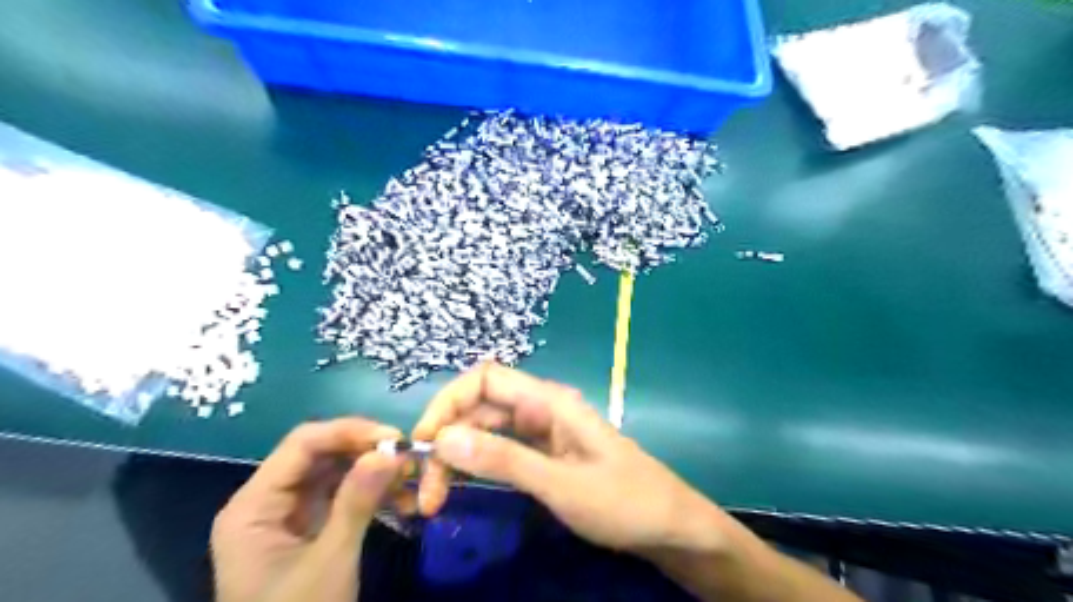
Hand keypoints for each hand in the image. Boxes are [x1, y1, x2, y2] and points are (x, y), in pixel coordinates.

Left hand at [209, 420, 406, 601]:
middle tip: (409, 458)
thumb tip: (390, 451)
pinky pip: (342, 495)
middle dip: (367, 452)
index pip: (303, 444)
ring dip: (374, 472)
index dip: (349, 432)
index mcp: (254, 505)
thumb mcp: (330, 561)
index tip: (395, 437)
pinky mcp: (308, 527)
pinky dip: (371, 493)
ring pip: (336, 472)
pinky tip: (399, 500)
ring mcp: (288, 515)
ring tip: (410, 480)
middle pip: (321, 454)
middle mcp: (267, 501)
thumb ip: (357, 501)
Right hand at [411, 364, 728, 562]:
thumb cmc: (624, 501)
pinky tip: (461, 486)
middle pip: (480, 407)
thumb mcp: (562, 484)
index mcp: (549, 401)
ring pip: (486, 430)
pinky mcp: (544, 454)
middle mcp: (542, 409)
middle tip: (426, 491)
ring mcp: (543, 432)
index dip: (448, 402)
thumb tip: (443, 438)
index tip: (424, 443)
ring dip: (457, 456)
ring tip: (436, 497)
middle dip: (447, 439)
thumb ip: (505, 460)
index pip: (485, 379)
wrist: (669, 526)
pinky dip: (477, 465)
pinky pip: (501, 450)